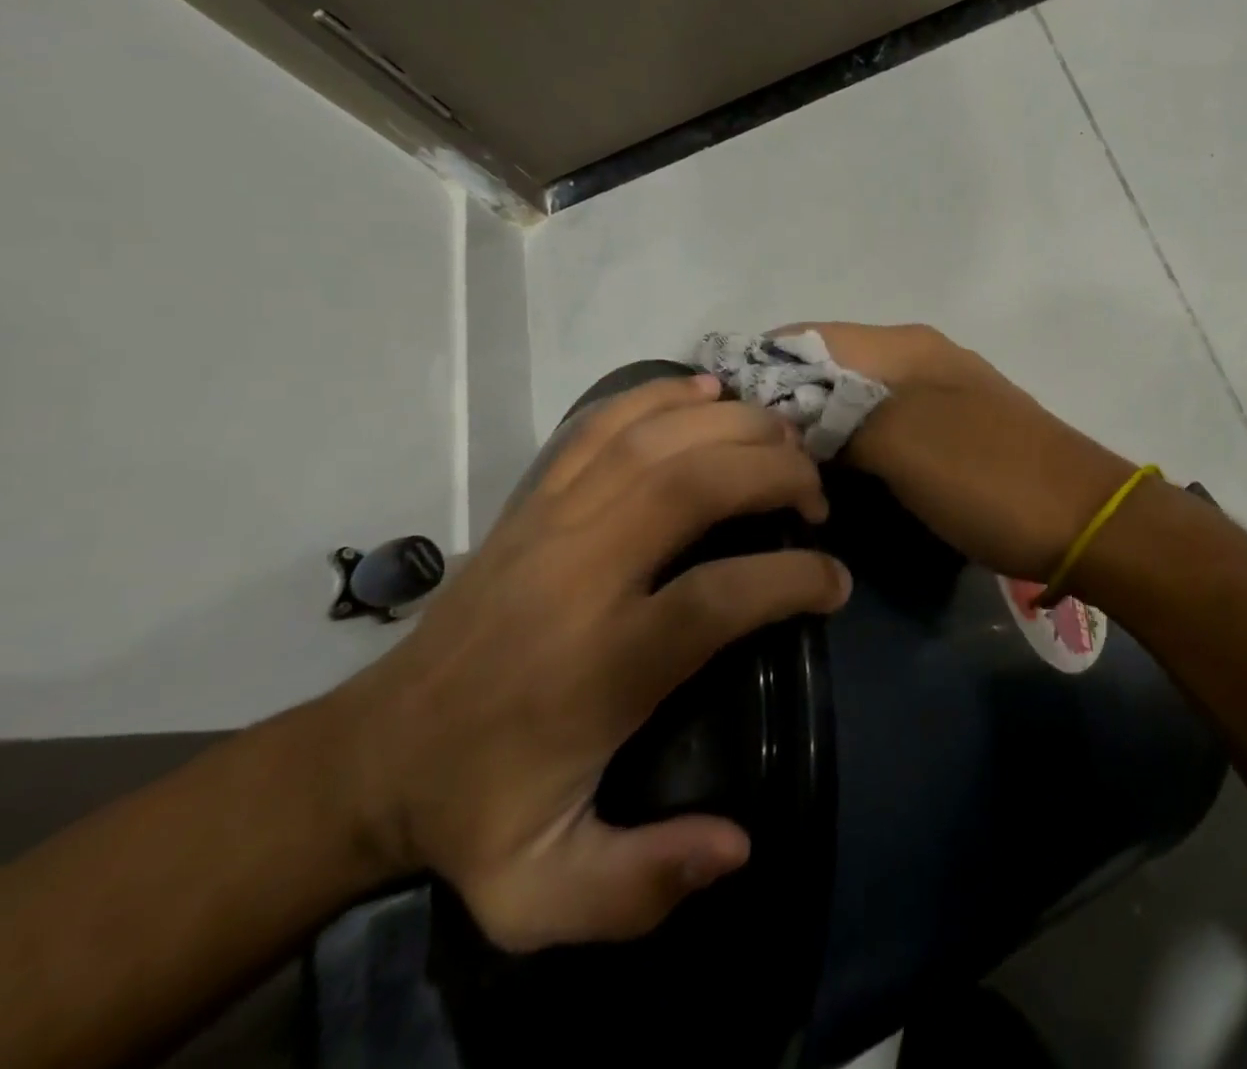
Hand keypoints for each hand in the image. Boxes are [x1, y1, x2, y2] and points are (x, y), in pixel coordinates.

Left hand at [328, 373, 849, 952]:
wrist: (372, 754)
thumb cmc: (479, 809)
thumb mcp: (542, 893)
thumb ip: (638, 884)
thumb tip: (737, 843)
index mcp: (596, 665)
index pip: (716, 596)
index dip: (794, 579)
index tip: (835, 584)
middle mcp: (578, 575)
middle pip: (693, 484)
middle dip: (776, 473)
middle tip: (817, 496)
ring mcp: (551, 523)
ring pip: (655, 440)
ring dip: (734, 426)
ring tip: (785, 440)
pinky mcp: (533, 500)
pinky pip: (603, 425)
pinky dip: (661, 396)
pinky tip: (708, 392)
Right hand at [778, 323, 1137, 580]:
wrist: (1080, 518)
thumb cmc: (986, 476)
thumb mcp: (901, 443)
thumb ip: (836, 417)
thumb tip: (784, 413)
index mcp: (903, 346)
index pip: (806, 336)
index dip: (757, 368)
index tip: (716, 418)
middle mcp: (918, 357)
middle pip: (828, 366)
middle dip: (783, 402)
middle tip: (742, 456)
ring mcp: (938, 394)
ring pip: (854, 399)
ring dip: (816, 427)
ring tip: (776, 470)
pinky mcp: (951, 432)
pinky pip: (883, 427)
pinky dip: (851, 445)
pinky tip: (832, 478)